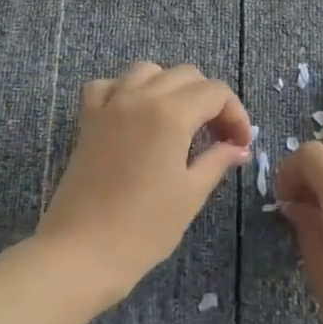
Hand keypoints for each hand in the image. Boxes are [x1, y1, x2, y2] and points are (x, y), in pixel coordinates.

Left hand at [37, 61, 251, 307]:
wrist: (82, 252)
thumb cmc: (144, 228)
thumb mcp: (190, 194)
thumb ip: (217, 161)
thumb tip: (238, 148)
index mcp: (172, 113)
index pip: (215, 92)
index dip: (235, 114)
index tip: (240, 145)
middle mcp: (141, 97)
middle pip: (185, 75)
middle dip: (208, 100)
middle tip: (217, 137)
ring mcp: (110, 105)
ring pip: (147, 71)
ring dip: (169, 86)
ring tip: (178, 119)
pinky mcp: (87, 120)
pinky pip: (107, 85)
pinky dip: (124, 90)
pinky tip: (133, 114)